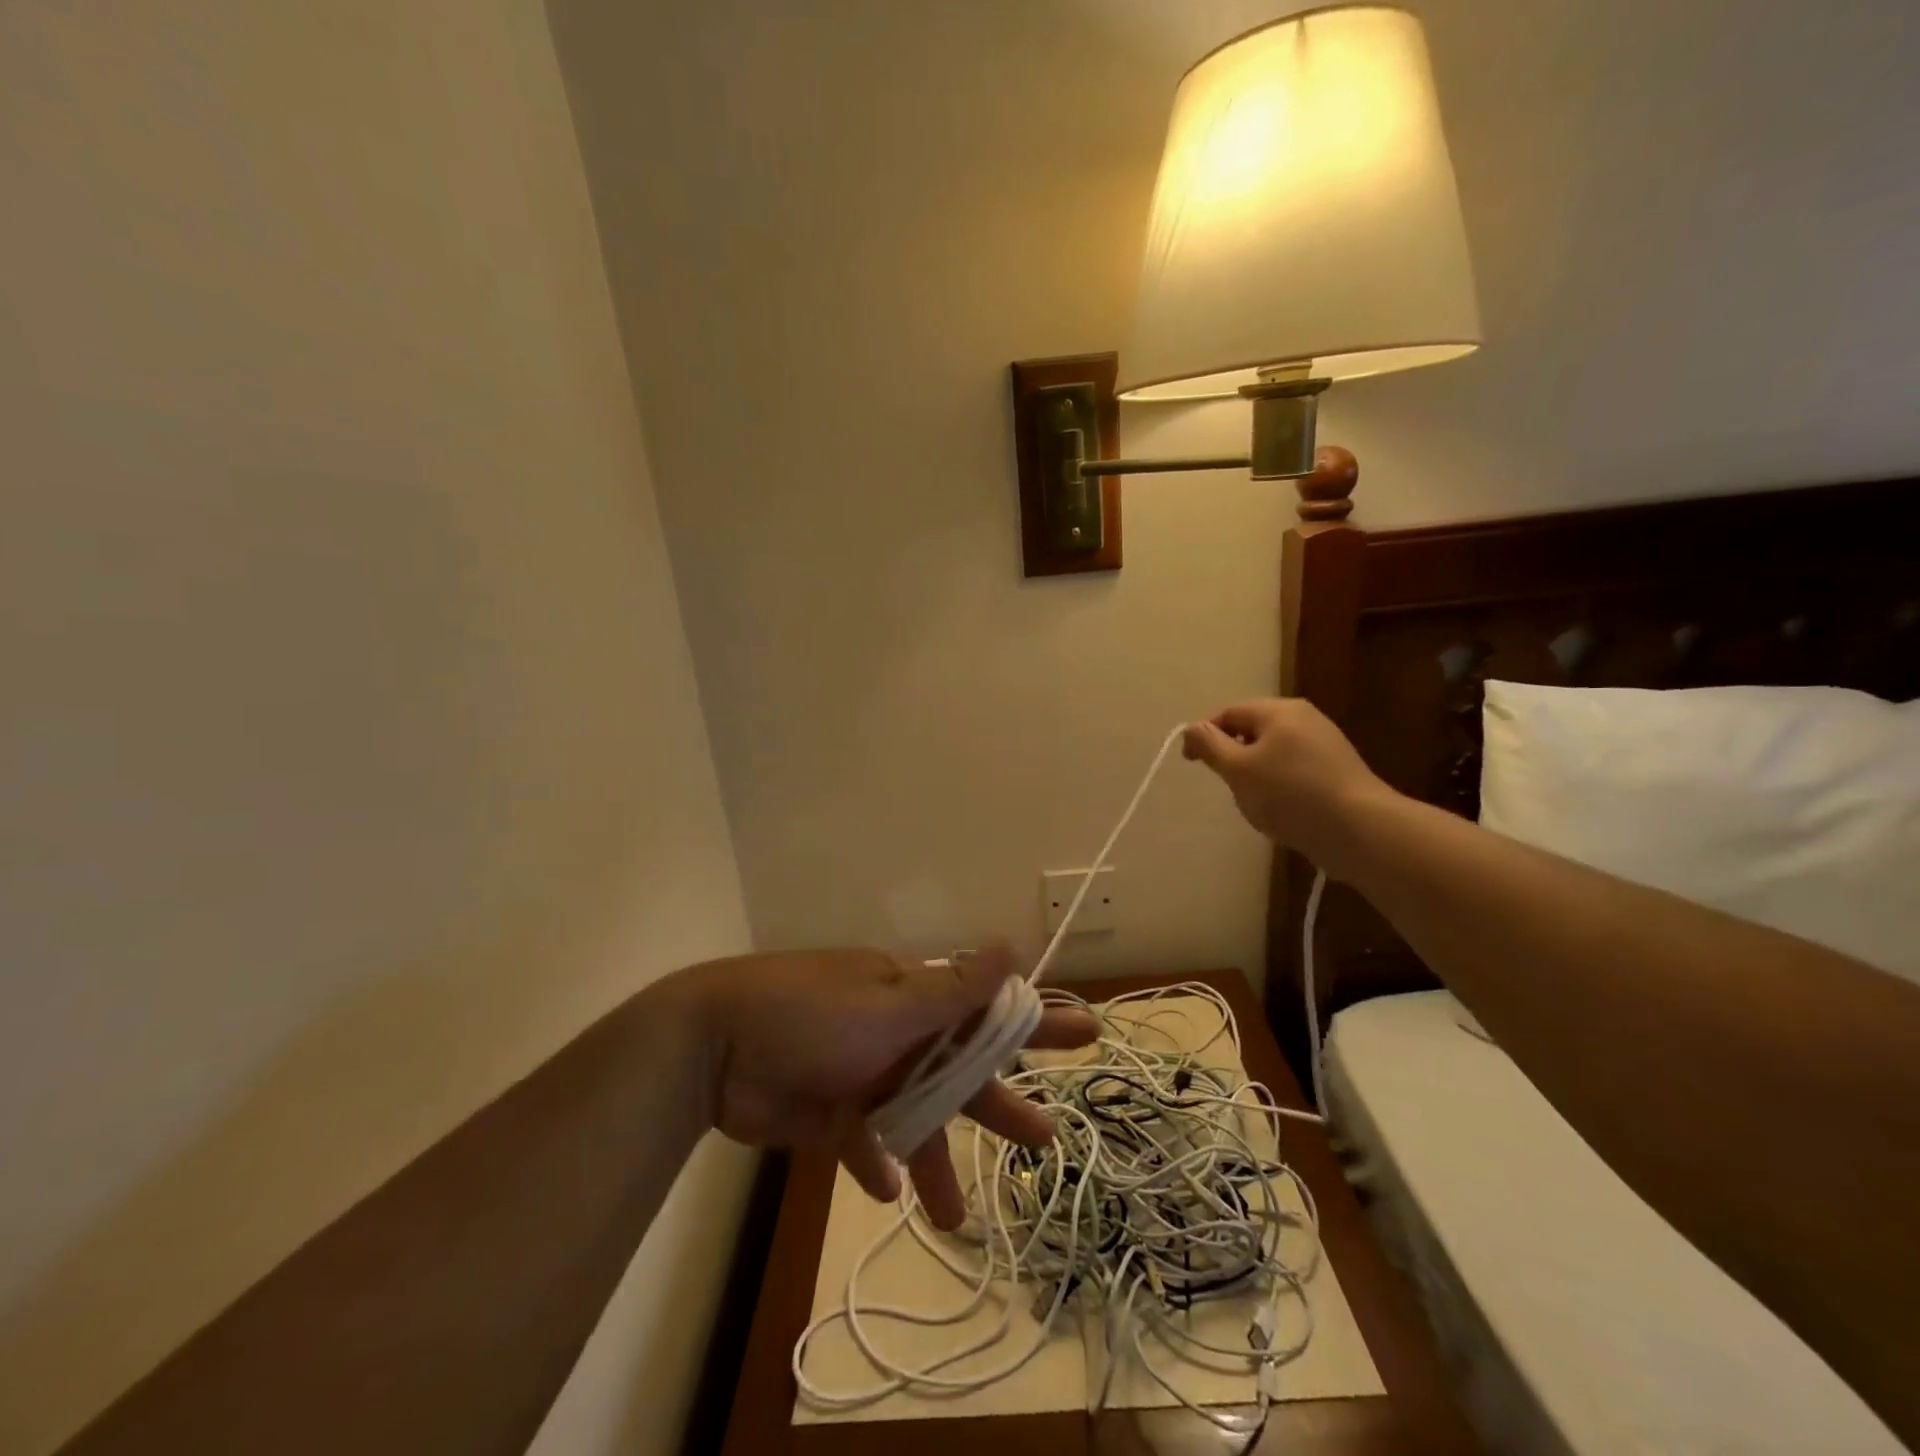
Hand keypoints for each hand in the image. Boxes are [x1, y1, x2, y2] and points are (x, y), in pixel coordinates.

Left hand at [683, 946, 1097, 1229]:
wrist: (715, 1049)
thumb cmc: (812, 1014)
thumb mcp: (889, 1002)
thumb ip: (953, 989)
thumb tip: (1012, 945)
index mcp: (912, 997)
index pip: (987, 1009)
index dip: (1034, 1022)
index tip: (1083, 1032)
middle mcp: (896, 1032)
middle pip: (960, 1072)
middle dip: (998, 1102)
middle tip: (1046, 1138)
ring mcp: (864, 1073)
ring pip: (915, 1120)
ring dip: (936, 1161)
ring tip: (957, 1217)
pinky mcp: (831, 1112)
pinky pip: (864, 1143)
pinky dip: (875, 1164)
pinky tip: (885, 1189)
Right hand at [1183, 698, 1392, 875]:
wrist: (1360, 830)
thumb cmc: (1290, 794)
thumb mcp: (1238, 769)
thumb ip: (1210, 745)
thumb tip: (1192, 728)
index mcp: (1279, 711)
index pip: (1228, 713)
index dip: (1204, 735)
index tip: (1191, 763)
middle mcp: (1304, 718)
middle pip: (1252, 731)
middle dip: (1233, 757)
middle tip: (1229, 786)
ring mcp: (1325, 743)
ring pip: (1273, 753)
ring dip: (1256, 774)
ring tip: (1258, 803)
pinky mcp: (1337, 770)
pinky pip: (1294, 769)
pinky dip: (1280, 785)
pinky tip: (1284, 810)